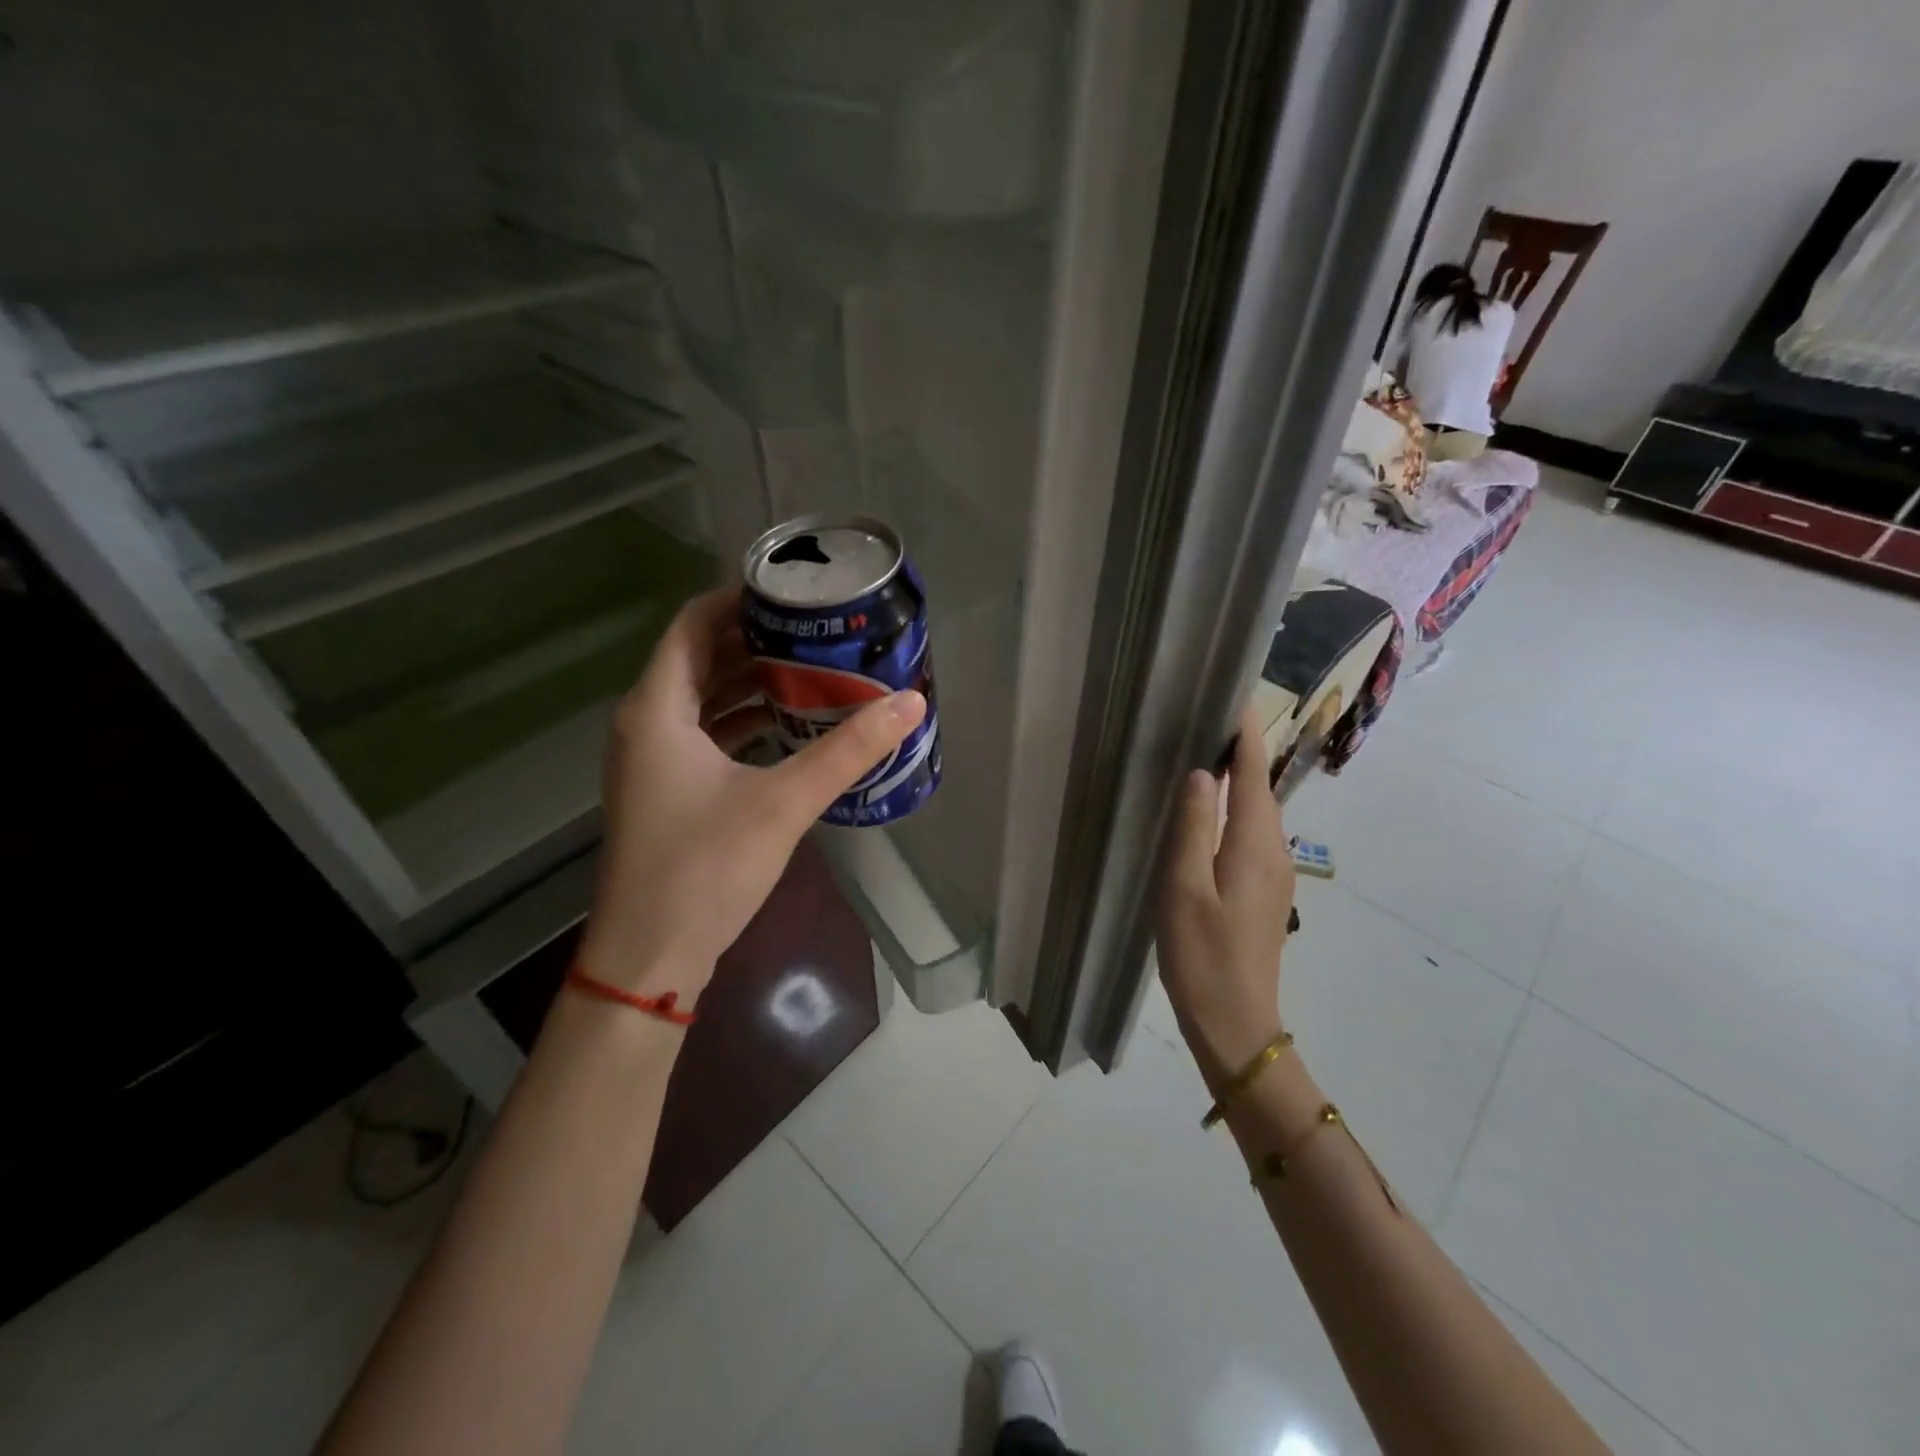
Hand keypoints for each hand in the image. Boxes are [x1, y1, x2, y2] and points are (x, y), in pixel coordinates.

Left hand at [577, 585, 924, 1002]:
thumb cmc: (705, 869)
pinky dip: (744, 720)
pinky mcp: (666, 790)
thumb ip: (848, 750)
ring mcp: (652, 760)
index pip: (692, 624)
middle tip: (817, 630)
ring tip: (813, 670)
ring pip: (703, 698)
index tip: (794, 593)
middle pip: (700, 658)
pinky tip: (791, 727)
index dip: (739, 599)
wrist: (650, 958)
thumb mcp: (783, 802)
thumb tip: (910, 704)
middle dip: (756, 640)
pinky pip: (705, 733)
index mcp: (656, 709)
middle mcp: (645, 724)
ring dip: (752, 682)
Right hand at [1156, 702, 1295, 1089]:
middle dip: (1242, 750)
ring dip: (1240, 780)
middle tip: (1208, 718)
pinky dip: (1237, 810)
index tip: (1235, 696)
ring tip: (1207, 754)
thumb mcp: (1183, 888)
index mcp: (1254, 845)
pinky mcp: (1263, 892)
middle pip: (1260, 789)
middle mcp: (1273, 852)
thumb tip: (1201, 773)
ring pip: (1258, 813)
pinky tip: (1212, 814)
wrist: (1235, 1023)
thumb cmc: (1201, 955)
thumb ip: (1193, 827)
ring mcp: (1273, 875)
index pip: (1253, 774)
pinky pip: (1252, 835)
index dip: (1245, 735)